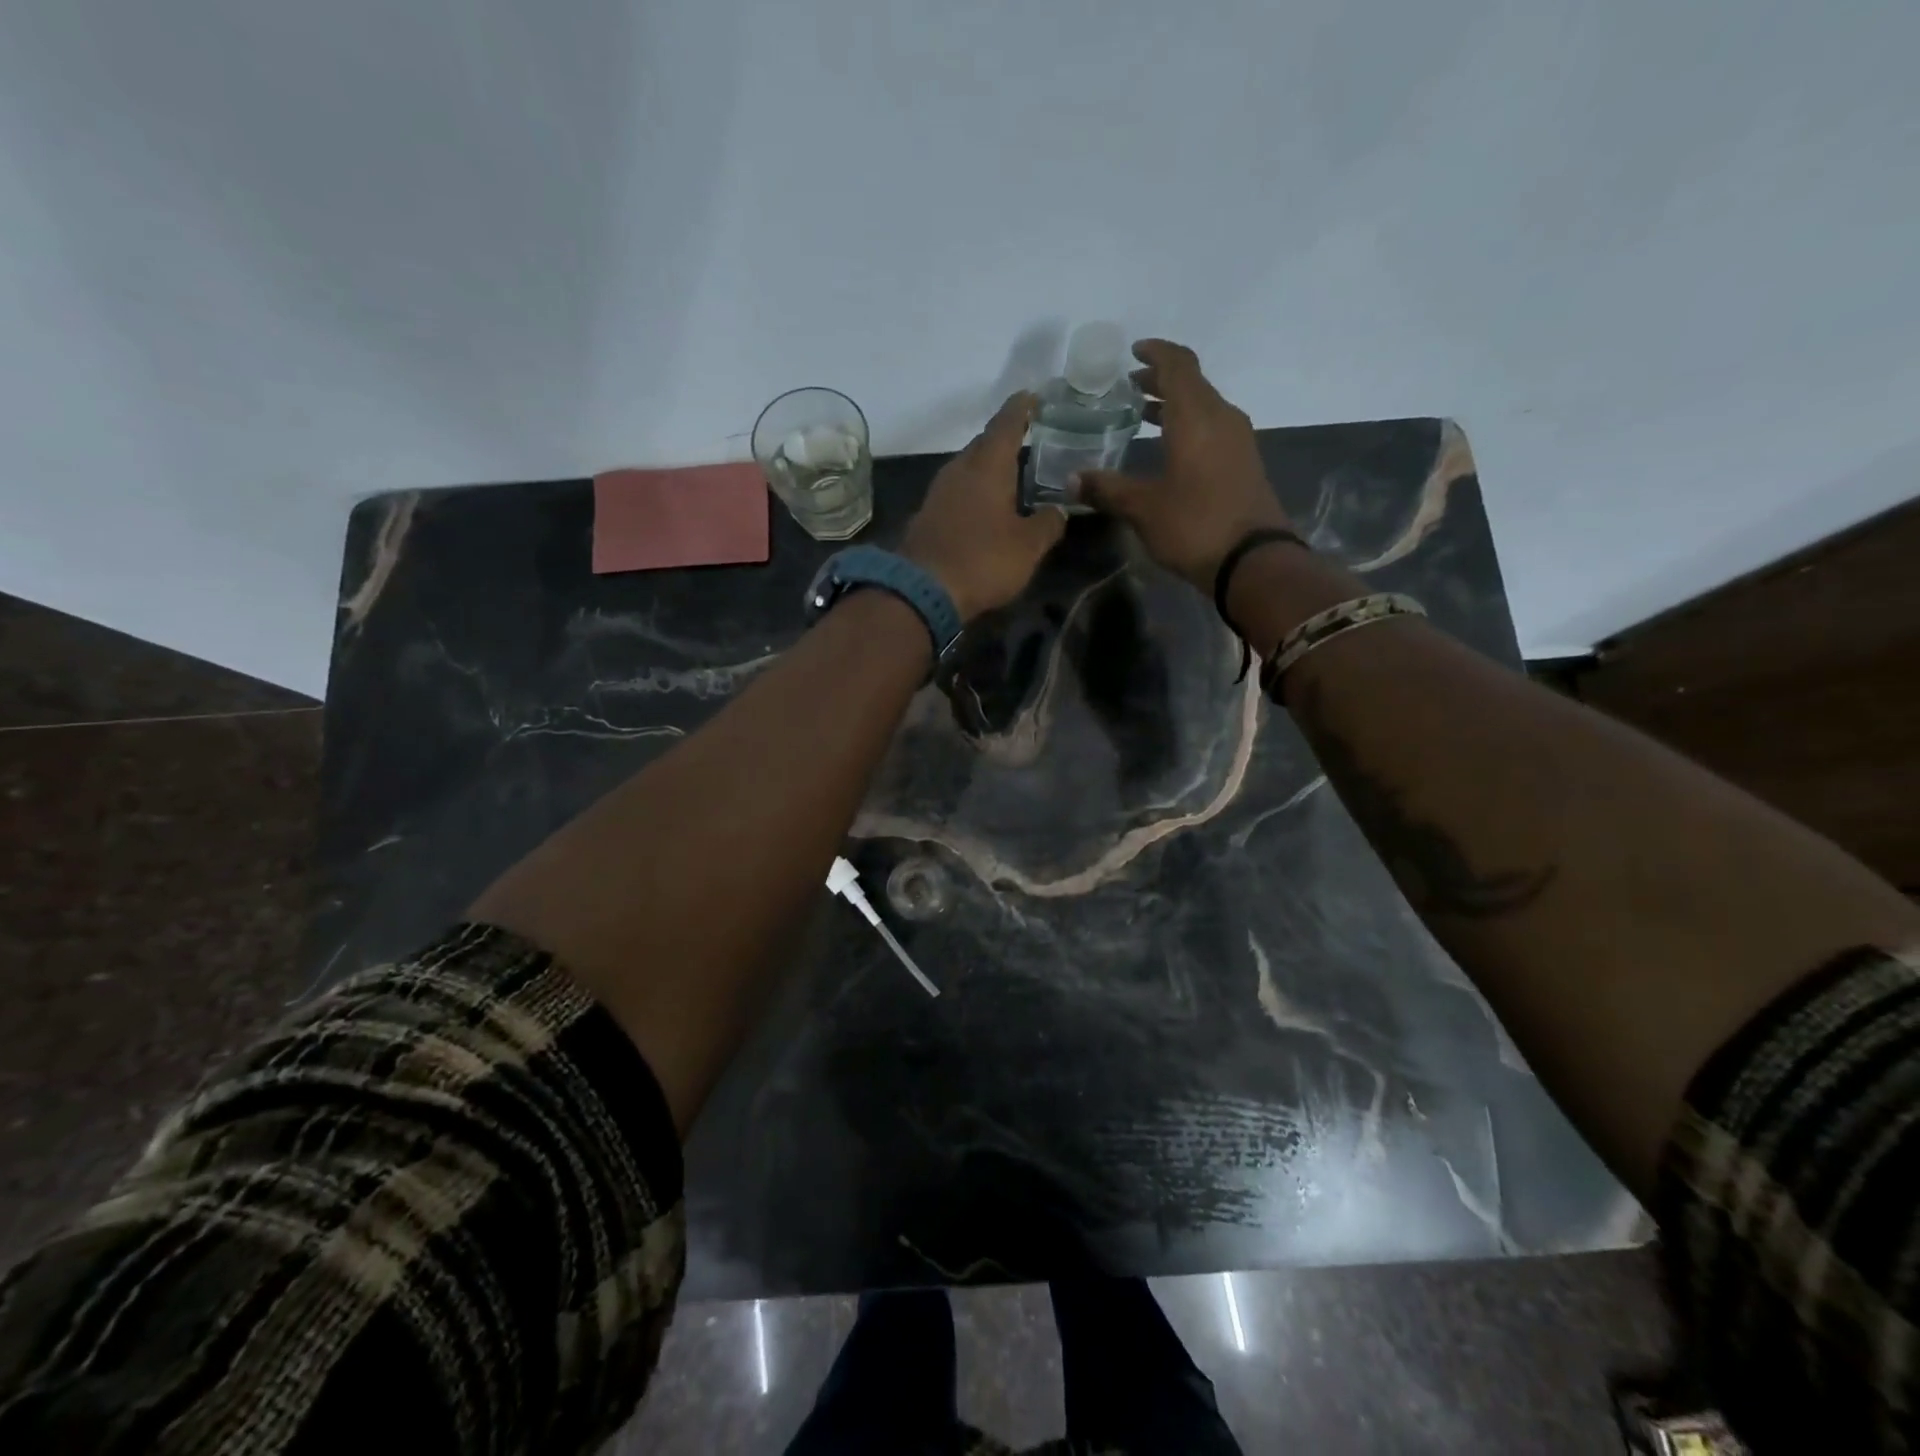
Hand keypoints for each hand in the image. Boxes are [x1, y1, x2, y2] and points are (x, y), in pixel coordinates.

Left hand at [901, 392, 1063, 621]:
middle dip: (1005, 440)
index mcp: (988, 466)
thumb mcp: (1028, 546)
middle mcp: (959, 470)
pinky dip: (975, 492)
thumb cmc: (983, 560)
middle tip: (1029, 441)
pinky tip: (986, 507)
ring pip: (968, 468)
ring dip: (988, 468)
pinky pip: (957, 492)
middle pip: (984, 444)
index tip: (1033, 396)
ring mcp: (938, 492)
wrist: (922, 592)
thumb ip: (1048, 523)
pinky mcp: (928, 516)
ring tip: (1012, 475)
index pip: (1006, 423)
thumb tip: (1059, 509)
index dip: (1022, 408)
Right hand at [1072, 339, 1290, 591]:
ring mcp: (1237, 440)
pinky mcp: (1243, 463)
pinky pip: (1212, 429)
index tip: (1133, 353)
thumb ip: (1107, 489)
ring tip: (1144, 416)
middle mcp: (1221, 417)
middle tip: (1129, 389)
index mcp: (1196, 416)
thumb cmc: (1194, 525)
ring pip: (1203, 406)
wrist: (1252, 560)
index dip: (1156, 353)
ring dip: (1175, 405)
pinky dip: (1188, 426)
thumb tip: (1071, 480)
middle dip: (1160, 381)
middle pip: (1192, 383)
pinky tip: (1169, 449)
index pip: (1178, 365)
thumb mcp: (1142, 508)